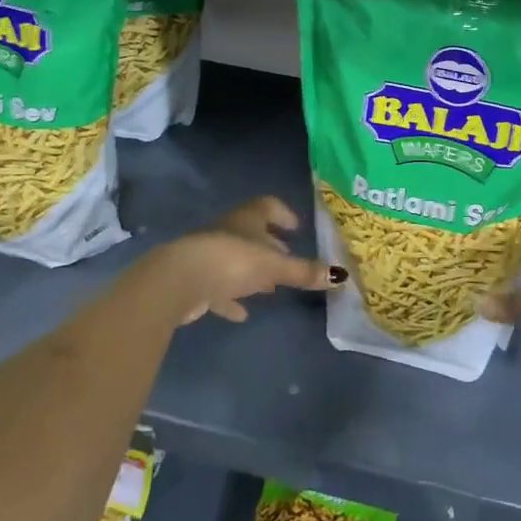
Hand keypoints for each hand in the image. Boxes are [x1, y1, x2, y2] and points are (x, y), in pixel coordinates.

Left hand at [146, 196, 339, 325]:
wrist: (179, 281)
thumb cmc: (231, 261)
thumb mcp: (273, 266)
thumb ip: (303, 272)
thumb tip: (340, 276)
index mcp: (247, 219)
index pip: (268, 206)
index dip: (283, 213)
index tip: (296, 227)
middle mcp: (228, 231)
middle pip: (252, 234)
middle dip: (271, 246)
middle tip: (289, 259)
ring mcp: (210, 255)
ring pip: (236, 260)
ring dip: (252, 272)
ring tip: (271, 287)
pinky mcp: (197, 281)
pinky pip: (219, 288)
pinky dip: (231, 298)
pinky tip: (242, 313)